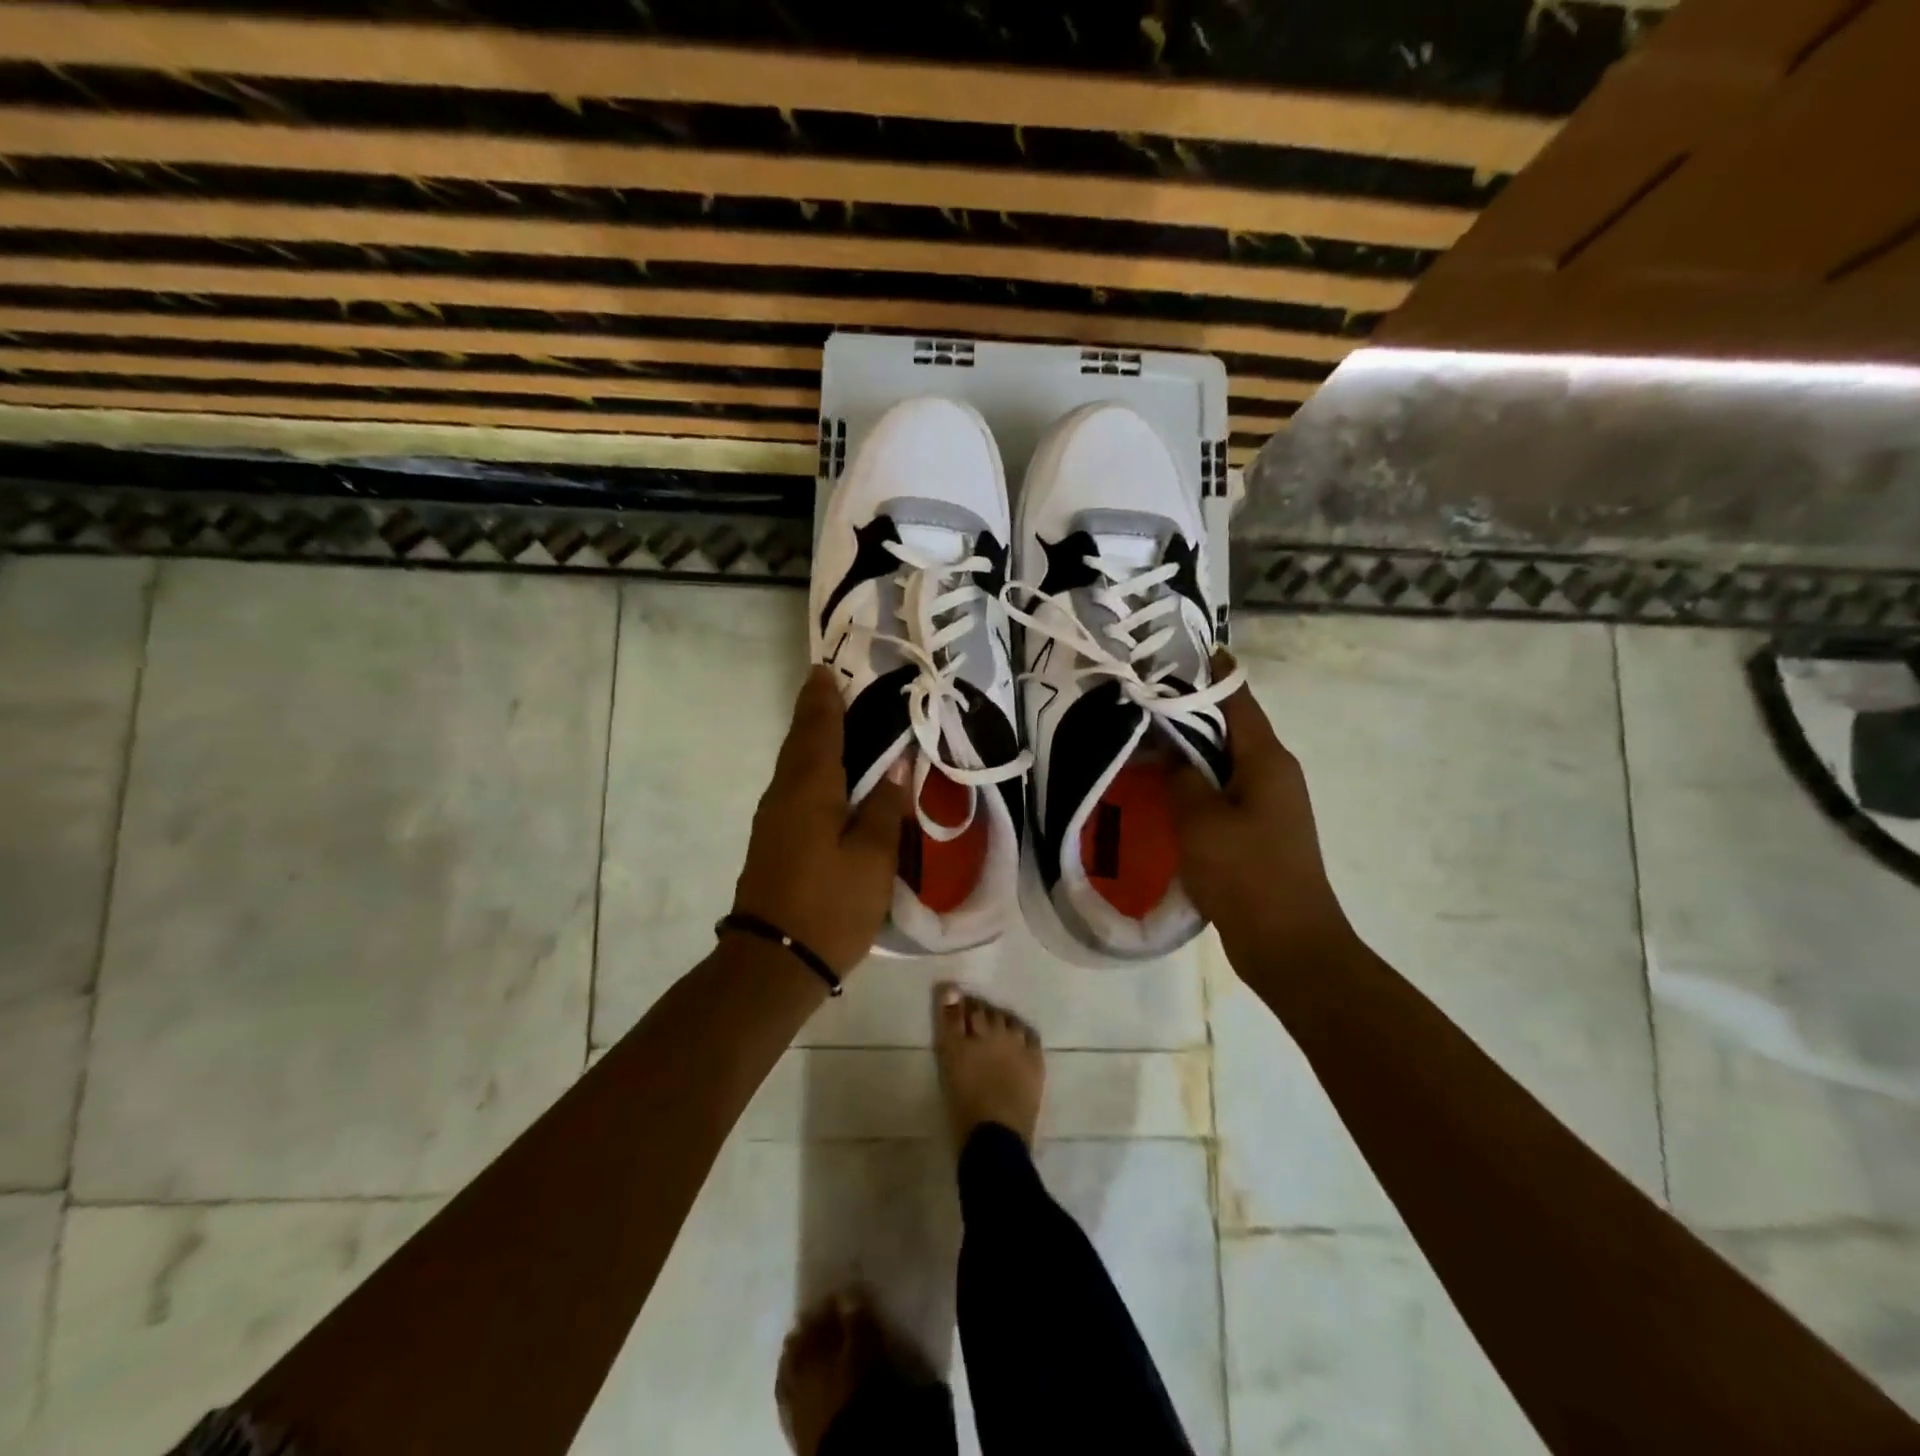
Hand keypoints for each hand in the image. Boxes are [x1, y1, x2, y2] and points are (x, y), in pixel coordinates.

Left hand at [733, 667, 908, 973]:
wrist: (773, 962)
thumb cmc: (830, 905)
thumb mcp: (872, 858)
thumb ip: (884, 809)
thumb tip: (896, 769)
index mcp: (810, 790)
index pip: (819, 731)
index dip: (824, 700)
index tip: (825, 670)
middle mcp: (784, 795)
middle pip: (800, 743)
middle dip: (814, 714)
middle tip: (830, 687)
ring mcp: (773, 820)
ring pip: (794, 767)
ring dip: (811, 740)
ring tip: (835, 723)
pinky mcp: (772, 842)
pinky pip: (794, 789)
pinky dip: (810, 770)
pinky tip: (828, 778)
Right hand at [1170, 663, 1356, 965]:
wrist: (1290, 945)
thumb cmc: (1247, 875)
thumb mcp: (1201, 820)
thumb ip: (1181, 776)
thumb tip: (1169, 747)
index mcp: (1266, 759)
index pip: (1236, 698)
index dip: (1207, 672)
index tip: (1169, 654)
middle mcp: (1273, 772)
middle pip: (1228, 727)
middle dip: (1187, 711)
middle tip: (1138, 700)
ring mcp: (1268, 803)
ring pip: (1222, 761)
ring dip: (1187, 749)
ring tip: (1141, 740)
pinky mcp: (1257, 830)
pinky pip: (1222, 791)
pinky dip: (1193, 782)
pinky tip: (1160, 790)